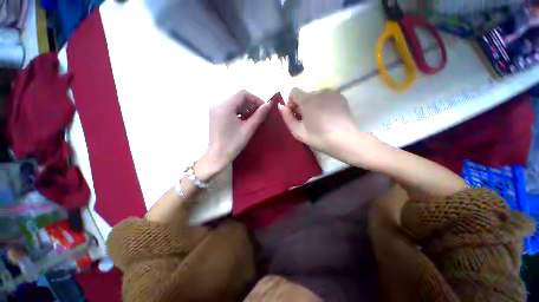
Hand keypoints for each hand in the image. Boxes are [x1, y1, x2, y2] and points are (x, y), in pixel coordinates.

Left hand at [196, 90, 271, 180]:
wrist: (217, 156)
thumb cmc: (233, 144)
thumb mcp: (248, 129)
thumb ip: (259, 115)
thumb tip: (269, 104)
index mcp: (225, 107)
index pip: (243, 94)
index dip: (256, 99)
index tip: (264, 108)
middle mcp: (218, 105)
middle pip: (238, 98)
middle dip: (251, 104)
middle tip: (260, 114)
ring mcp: (216, 110)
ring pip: (235, 103)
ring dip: (246, 108)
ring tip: (253, 118)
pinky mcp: (216, 115)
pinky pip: (230, 108)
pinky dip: (239, 112)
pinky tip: (244, 120)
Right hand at [279, 88, 369, 161]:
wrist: (346, 140)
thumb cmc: (319, 137)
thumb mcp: (298, 132)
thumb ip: (287, 118)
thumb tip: (281, 107)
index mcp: (308, 99)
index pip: (293, 92)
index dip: (291, 102)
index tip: (295, 114)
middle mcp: (320, 91)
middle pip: (305, 95)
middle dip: (302, 105)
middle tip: (306, 120)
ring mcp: (332, 93)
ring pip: (316, 96)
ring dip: (313, 105)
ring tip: (318, 119)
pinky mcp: (341, 97)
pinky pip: (326, 98)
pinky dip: (323, 104)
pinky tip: (327, 117)